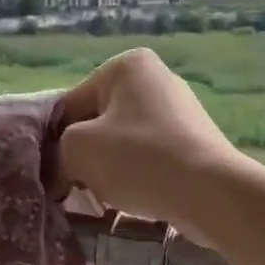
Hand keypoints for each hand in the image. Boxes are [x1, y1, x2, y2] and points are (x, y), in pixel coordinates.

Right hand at [58, 48, 246, 236]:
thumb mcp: (78, 149)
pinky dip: (137, 175)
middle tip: (76, 187)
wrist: (211, 193)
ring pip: (122, 142)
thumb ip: (57, 152)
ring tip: (107, 196)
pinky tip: (134, 198)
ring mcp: (179, 109)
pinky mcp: (194, 140)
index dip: (55, 141)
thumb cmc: (139, 159)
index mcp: (126, 65)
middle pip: (98, 121)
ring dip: (108, 169)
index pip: (70, 104)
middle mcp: (156, 78)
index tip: (53, 174)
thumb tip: (60, 168)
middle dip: (84, 155)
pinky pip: (150, 156)